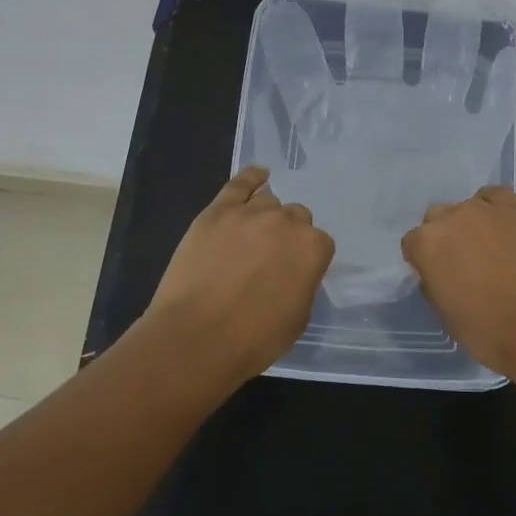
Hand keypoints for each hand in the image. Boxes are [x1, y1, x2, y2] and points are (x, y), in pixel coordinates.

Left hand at [145, 166, 334, 381]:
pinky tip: (258, 176)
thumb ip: (303, 283)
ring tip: (252, 238)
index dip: (306, 259)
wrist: (196, 337)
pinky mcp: (217, 211)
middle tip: (270, 259)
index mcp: (313, 249)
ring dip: (266, 217)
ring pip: (268, 202)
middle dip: (287, 235)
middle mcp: (287, 222)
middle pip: (296, 217)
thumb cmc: (254, 339)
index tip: (293, 274)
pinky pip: (240, 183)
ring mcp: (250, 213)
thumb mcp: (298, 318)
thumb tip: (293, 271)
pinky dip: (251, 177)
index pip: (319, 243)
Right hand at [399, 186, 515, 381]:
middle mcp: (452, 217)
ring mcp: (488, 209)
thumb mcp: (446, 315)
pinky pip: (499, 198)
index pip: (413, 243)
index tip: (438, 275)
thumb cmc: (489, 332)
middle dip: (446, 236)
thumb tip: (440, 271)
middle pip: (439, 217)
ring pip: (469, 205)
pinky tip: (506, 228)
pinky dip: (498, 209)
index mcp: (427, 244)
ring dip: (473, 222)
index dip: (424, 260)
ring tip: (491, 246)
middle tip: (464, 262)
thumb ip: (434, 283)